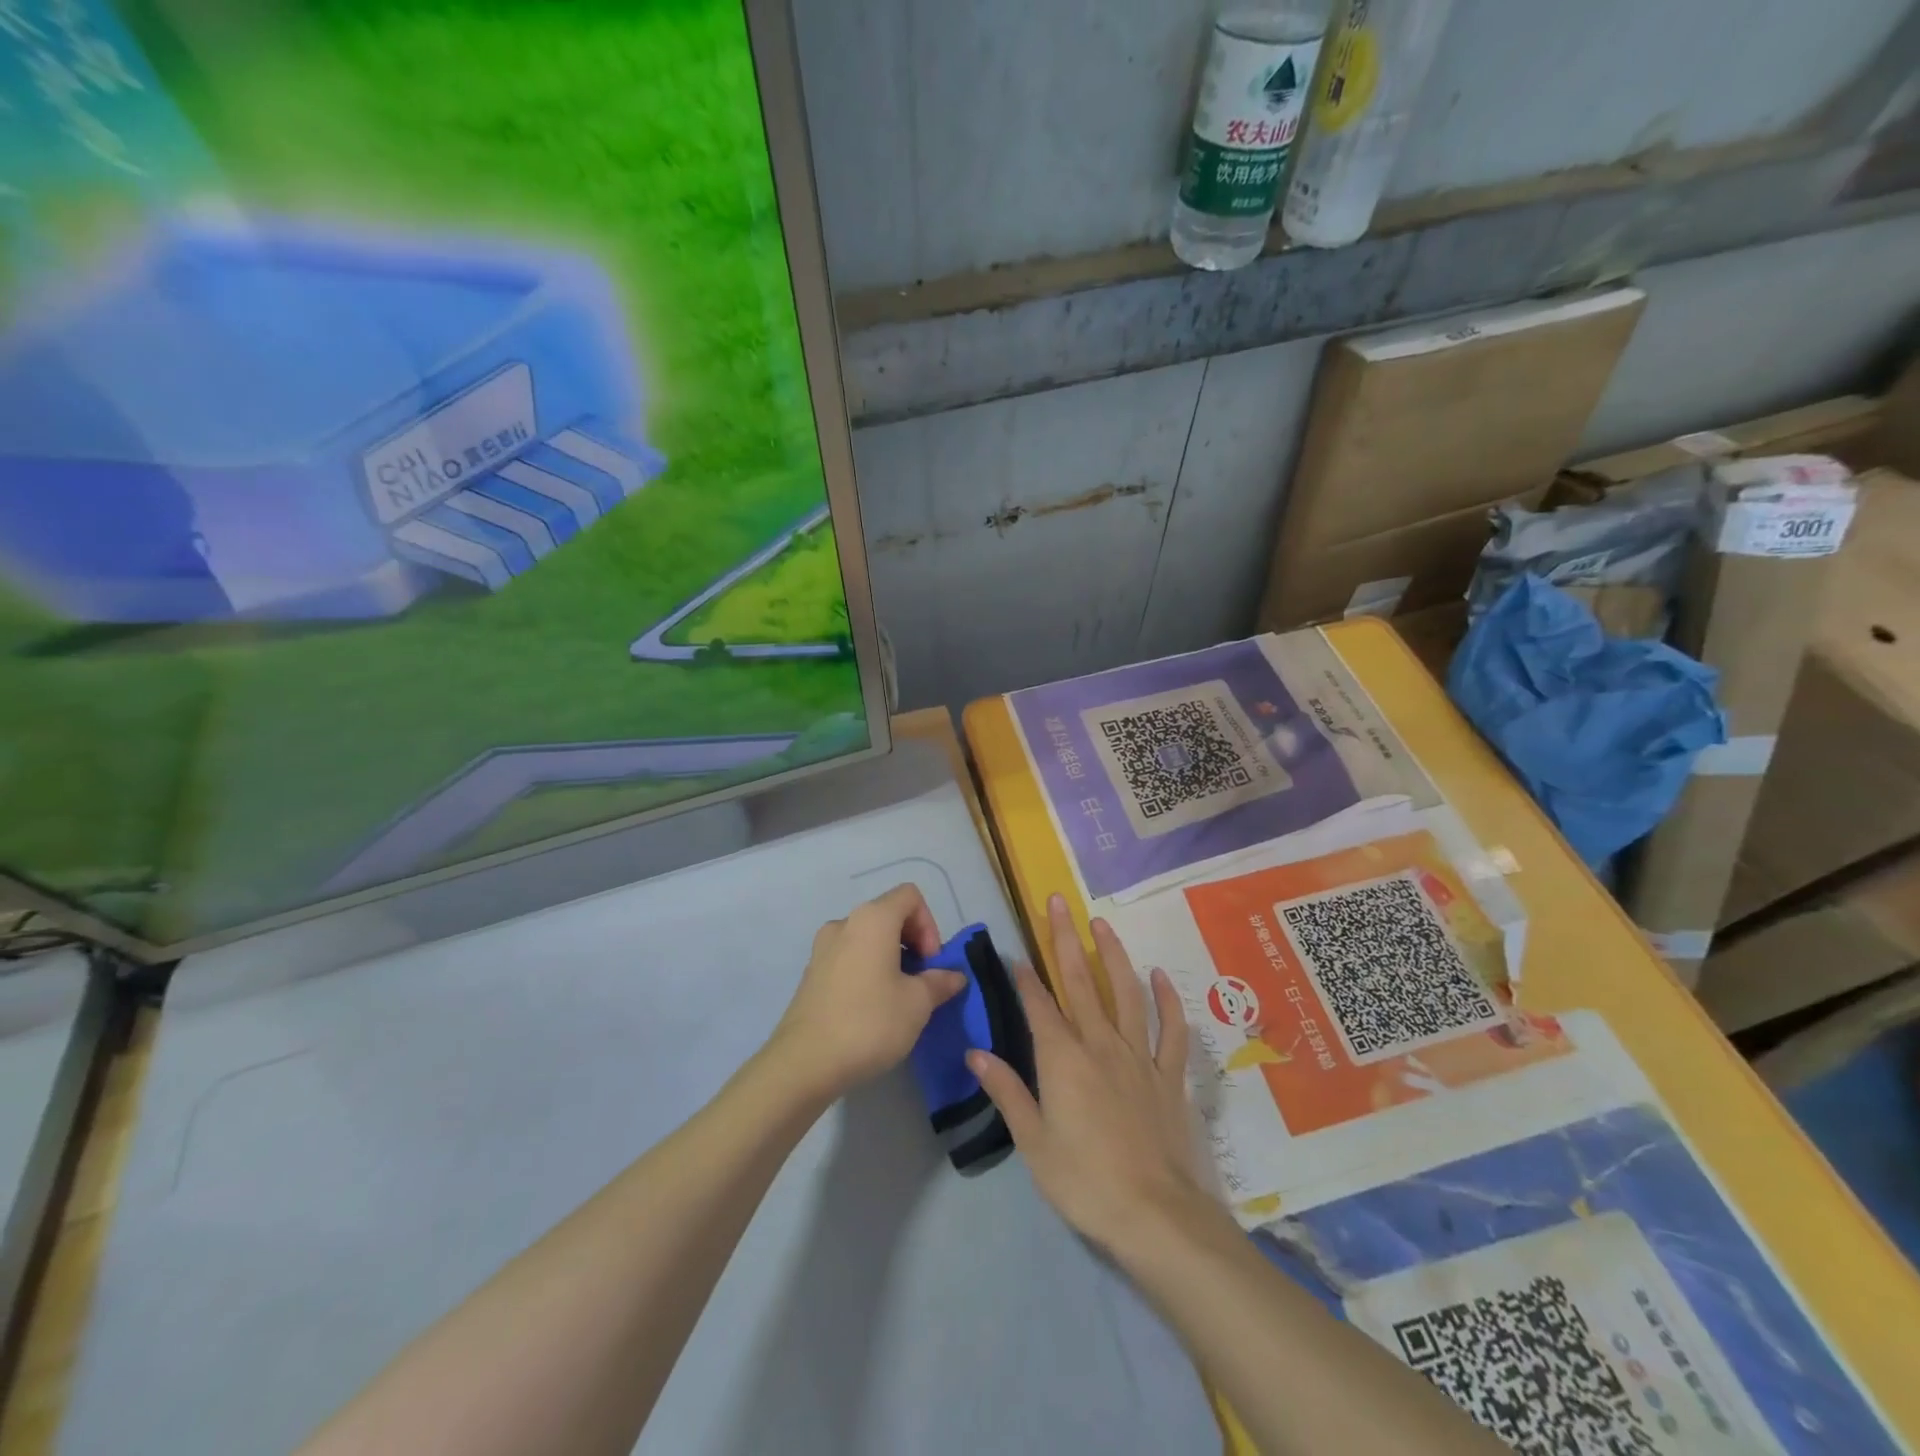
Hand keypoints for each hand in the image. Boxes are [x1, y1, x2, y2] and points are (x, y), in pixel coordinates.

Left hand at [770, 884, 967, 1099]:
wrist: (805, 1063)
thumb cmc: (869, 1022)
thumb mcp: (917, 1004)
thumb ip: (940, 982)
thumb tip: (954, 976)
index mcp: (872, 919)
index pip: (910, 896)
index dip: (929, 925)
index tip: (931, 963)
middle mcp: (845, 923)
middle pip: (889, 915)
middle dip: (912, 943)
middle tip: (921, 982)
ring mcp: (823, 948)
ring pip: (868, 939)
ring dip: (890, 959)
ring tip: (899, 998)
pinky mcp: (812, 974)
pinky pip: (849, 958)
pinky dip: (867, 971)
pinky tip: (872, 1009)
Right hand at [968, 894, 1206, 1252]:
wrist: (1155, 1215)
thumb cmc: (1084, 1181)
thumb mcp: (1033, 1142)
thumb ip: (1006, 1091)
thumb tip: (975, 1052)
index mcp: (1063, 1059)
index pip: (1038, 1006)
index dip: (1025, 978)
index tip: (1015, 952)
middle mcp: (1100, 1044)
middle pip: (1080, 982)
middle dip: (1064, 939)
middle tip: (1058, 901)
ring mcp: (1138, 1056)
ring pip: (1126, 992)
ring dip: (1113, 954)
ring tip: (1101, 922)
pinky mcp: (1169, 1075)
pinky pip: (1171, 1030)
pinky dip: (1167, 1000)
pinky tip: (1159, 975)